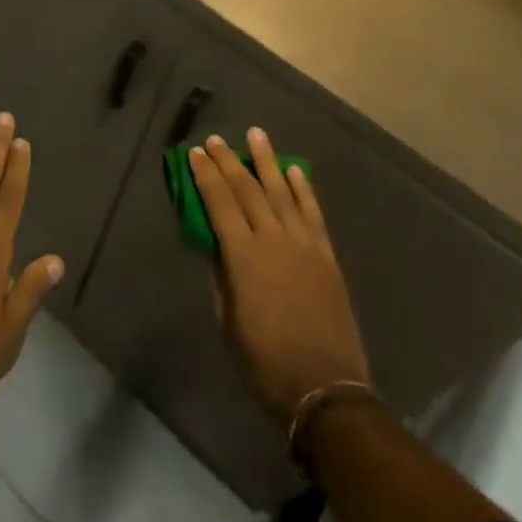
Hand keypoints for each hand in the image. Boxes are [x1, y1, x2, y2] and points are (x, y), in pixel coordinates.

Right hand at [190, 129, 370, 422]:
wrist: (325, 387)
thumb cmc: (265, 362)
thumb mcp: (228, 322)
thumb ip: (221, 276)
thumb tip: (213, 243)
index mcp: (243, 257)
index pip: (219, 204)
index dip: (205, 177)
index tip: (195, 154)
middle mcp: (273, 239)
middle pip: (247, 190)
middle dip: (229, 162)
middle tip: (216, 139)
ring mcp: (303, 243)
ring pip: (281, 191)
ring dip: (267, 161)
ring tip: (256, 134)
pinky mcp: (326, 253)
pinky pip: (312, 212)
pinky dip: (303, 188)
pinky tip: (294, 170)